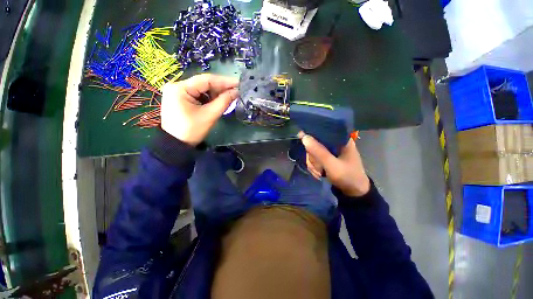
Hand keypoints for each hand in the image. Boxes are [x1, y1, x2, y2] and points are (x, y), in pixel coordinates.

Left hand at [161, 74, 238, 145]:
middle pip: (204, 84)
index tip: (239, 83)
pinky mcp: (180, 99)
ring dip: (216, 94)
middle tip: (236, 91)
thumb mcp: (210, 115)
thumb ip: (224, 101)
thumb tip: (236, 92)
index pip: (206, 79)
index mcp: (180, 88)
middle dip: (221, 88)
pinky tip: (218, 102)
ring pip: (202, 89)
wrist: (176, 145)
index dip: (225, 81)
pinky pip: (198, 95)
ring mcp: (177, 92)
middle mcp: (177, 86)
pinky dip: (209, 98)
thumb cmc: (192, 131)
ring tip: (229, 97)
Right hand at [299, 132, 370, 196]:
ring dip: (313, 164)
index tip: (303, 140)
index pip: (323, 129)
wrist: (353, 192)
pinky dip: (314, 166)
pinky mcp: (327, 158)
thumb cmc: (347, 176)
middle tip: (317, 167)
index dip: (311, 134)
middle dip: (313, 157)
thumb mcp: (332, 165)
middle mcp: (335, 143)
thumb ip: (318, 151)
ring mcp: (330, 151)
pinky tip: (318, 173)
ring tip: (319, 172)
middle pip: (315, 142)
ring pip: (313, 152)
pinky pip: (315, 158)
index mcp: (341, 139)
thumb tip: (304, 137)